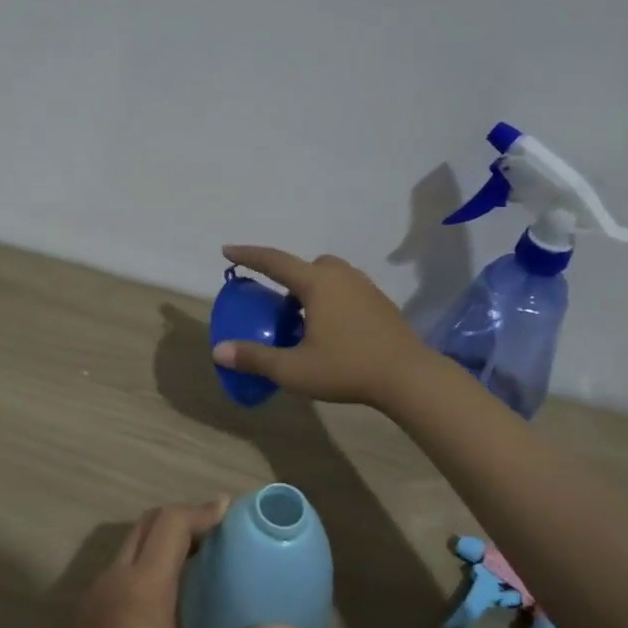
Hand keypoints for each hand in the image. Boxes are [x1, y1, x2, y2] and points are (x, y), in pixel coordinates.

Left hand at [34, 502, 299, 627]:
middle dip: (183, 518)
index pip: (171, 524)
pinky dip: (146, 558)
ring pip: (130, 543)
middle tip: (218, 530)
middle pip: (147, 524)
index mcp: (143, 589)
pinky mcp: (86, 611)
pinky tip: (169, 589)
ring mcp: (94, 593)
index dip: (201, 511)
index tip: (229, 509)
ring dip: (162, 537)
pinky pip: (120, 566)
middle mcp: (114, 579)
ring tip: (199, 555)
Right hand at [212, 245, 428, 408]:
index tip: (228, 250)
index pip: (274, 261)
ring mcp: (366, 288)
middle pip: (308, 265)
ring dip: (312, 290)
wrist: (408, 377)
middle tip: (279, 306)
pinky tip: (332, 332)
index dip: (249, 255)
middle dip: (288, 277)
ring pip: (330, 277)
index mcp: (317, 283)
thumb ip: (255, 358)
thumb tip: (219, 350)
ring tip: (304, 321)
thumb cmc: (347, 368)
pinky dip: (332, 301)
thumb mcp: (293, 369)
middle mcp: (342, 277)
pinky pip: (347, 291)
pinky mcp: (381, 305)